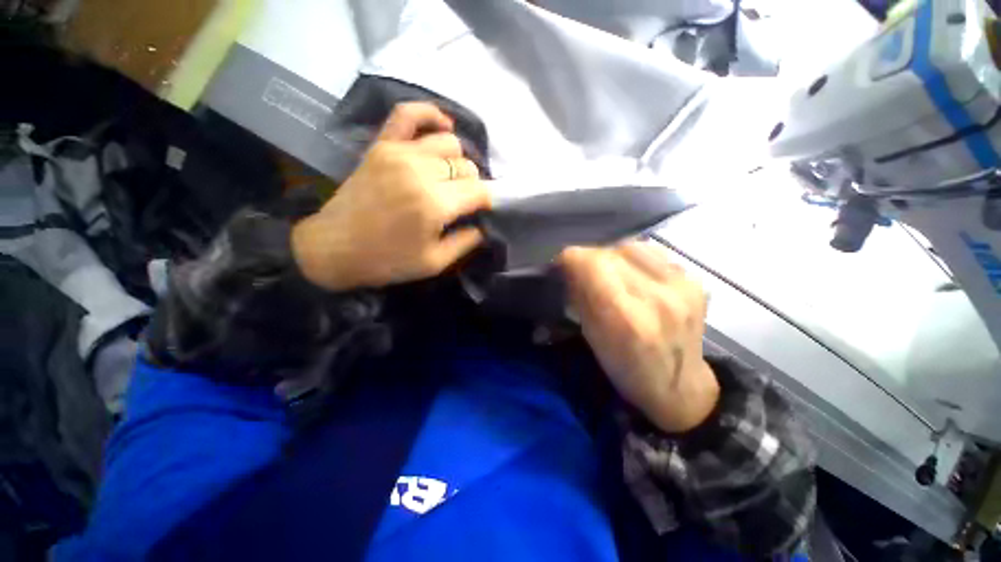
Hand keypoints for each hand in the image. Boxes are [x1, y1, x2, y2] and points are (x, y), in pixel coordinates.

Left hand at [292, 103, 490, 290]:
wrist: (334, 248)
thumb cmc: (388, 261)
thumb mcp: (434, 263)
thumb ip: (466, 243)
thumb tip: (483, 226)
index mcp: (434, 204)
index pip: (479, 190)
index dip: (487, 201)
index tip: (482, 211)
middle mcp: (420, 171)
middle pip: (465, 166)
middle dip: (472, 185)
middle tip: (463, 202)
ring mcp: (399, 153)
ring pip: (448, 142)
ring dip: (457, 161)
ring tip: (450, 177)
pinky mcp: (382, 145)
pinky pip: (409, 114)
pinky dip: (430, 115)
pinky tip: (443, 126)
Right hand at [561, 242, 718, 433]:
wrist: (681, 387)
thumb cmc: (628, 370)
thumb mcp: (592, 339)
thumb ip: (579, 299)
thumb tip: (568, 269)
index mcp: (624, 318)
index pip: (589, 262)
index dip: (570, 260)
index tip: (562, 268)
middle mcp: (655, 296)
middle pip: (608, 251)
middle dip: (589, 259)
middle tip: (584, 273)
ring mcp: (680, 285)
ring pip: (630, 246)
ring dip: (612, 257)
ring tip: (610, 274)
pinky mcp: (694, 280)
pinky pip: (653, 253)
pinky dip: (635, 259)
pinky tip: (634, 275)